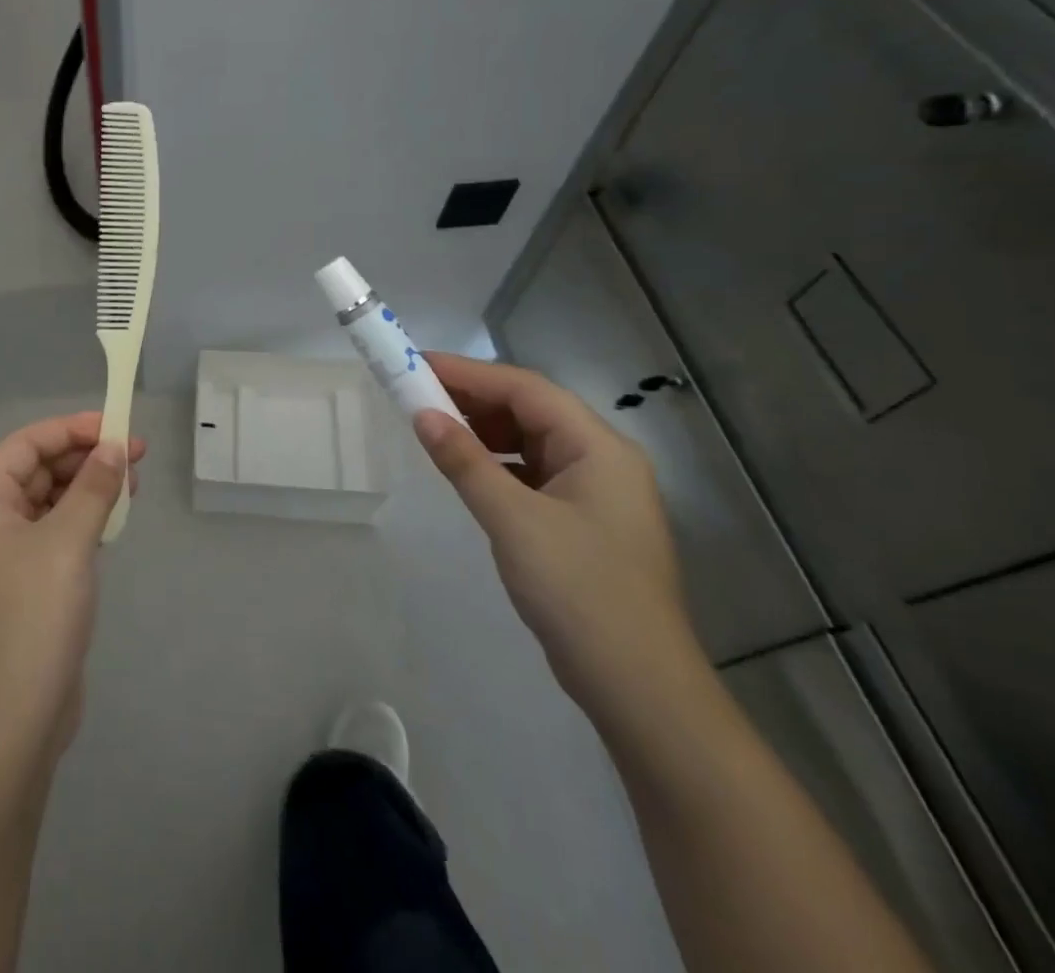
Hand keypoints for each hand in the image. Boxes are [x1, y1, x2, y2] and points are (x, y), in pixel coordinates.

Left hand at [0, 412, 145, 770]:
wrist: (10, 726)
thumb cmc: (31, 619)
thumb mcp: (67, 543)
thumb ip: (93, 488)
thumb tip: (114, 447)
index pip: (24, 446)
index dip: (69, 430)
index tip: (115, 427)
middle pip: (37, 472)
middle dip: (85, 459)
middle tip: (135, 455)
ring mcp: (6, 560)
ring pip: (51, 504)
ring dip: (89, 489)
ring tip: (133, 484)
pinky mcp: (28, 588)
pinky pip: (58, 535)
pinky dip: (85, 521)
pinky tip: (115, 520)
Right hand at [412, 353, 702, 726]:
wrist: (639, 688)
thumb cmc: (579, 591)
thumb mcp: (514, 520)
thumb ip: (466, 461)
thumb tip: (422, 414)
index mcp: (599, 448)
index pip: (527, 389)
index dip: (470, 373)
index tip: (417, 365)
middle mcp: (602, 460)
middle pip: (531, 410)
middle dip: (474, 399)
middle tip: (416, 394)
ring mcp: (595, 493)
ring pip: (530, 442)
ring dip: (483, 431)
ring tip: (433, 427)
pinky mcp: (582, 522)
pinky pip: (532, 473)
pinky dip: (496, 463)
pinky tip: (466, 470)